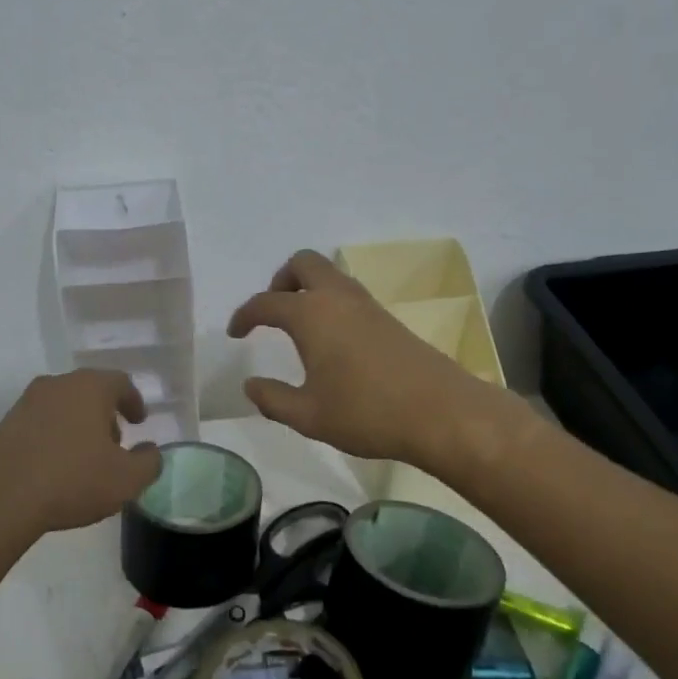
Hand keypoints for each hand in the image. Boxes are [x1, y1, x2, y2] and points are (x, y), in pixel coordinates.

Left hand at [0, 370, 163, 539]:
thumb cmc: (71, 480)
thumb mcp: (126, 480)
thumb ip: (148, 463)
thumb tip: (150, 452)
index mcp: (89, 387)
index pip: (120, 382)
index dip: (133, 401)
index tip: (139, 421)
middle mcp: (57, 385)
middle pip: (88, 391)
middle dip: (105, 414)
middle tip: (114, 442)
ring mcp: (25, 403)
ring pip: (61, 406)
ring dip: (77, 426)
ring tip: (83, 459)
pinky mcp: (3, 425)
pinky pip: (38, 424)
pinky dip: (52, 438)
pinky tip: (53, 468)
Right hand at [228, 250, 515, 470]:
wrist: (442, 413)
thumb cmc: (366, 413)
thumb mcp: (308, 415)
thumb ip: (272, 399)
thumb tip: (250, 385)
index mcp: (311, 315)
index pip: (267, 302)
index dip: (245, 315)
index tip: (236, 333)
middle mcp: (338, 298)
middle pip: (303, 263)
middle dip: (281, 280)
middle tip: (273, 313)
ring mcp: (367, 305)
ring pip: (330, 275)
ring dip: (308, 289)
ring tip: (299, 328)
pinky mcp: (388, 319)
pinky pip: (348, 294)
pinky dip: (330, 303)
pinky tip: (331, 341)